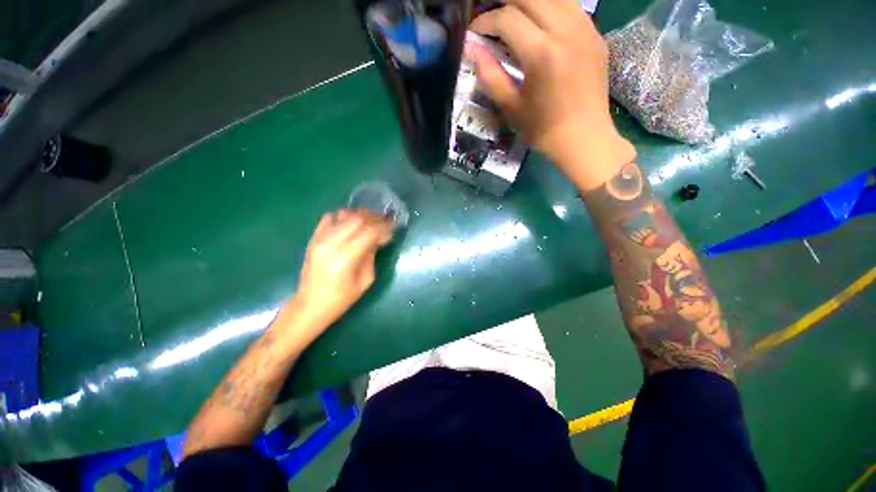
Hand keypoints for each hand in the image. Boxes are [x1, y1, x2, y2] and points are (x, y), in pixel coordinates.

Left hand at [284, 209, 392, 341]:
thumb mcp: (365, 280)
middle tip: (383, 222)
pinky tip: (350, 224)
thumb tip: (378, 238)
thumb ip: (371, 256)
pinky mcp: (313, 239)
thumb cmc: (341, 298)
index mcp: (345, 258)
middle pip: (357, 219)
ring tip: (369, 222)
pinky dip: (342, 217)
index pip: (369, 232)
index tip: (392, 228)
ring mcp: (319, 239)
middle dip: (374, 218)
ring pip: (343, 215)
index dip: (384, 227)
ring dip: (360, 215)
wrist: (310, 305)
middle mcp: (331, 244)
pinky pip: (328, 218)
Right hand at [467, 0, 635, 189]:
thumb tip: (472, 49)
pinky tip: (541, 22)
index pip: (507, 19)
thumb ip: (490, 74)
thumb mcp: (511, 107)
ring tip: (514, 16)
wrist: (583, 138)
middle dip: (505, 4)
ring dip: (528, 2)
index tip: (475, 33)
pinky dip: (551, 7)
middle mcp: (565, 31)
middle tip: (491, 18)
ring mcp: (585, 29)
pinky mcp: (595, 34)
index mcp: (541, 53)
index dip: (486, 22)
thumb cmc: (543, 129)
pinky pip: (571, 6)